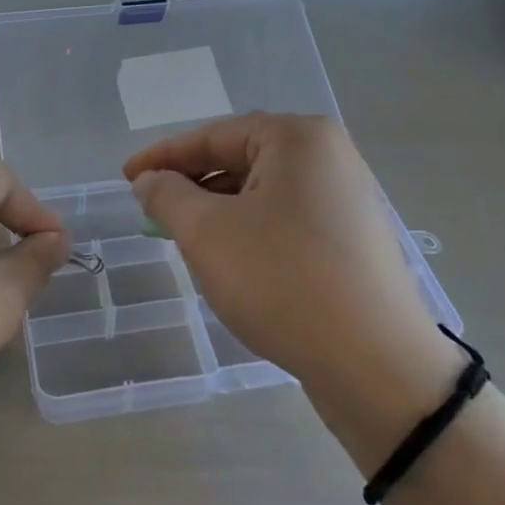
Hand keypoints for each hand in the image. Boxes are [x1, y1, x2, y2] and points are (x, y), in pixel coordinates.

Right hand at [124, 114, 460, 463]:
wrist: (379, 368)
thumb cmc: (283, 282)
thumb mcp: (207, 233)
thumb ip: (168, 196)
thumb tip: (149, 180)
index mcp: (298, 138)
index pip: (213, 136)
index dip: (162, 157)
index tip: (125, 177)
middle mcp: (328, 156)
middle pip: (240, 159)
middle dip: (192, 184)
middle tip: (152, 209)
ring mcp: (346, 197)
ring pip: (262, 192)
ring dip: (218, 209)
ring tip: (184, 237)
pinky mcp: (352, 238)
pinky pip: (285, 217)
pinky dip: (249, 229)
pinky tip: (230, 259)